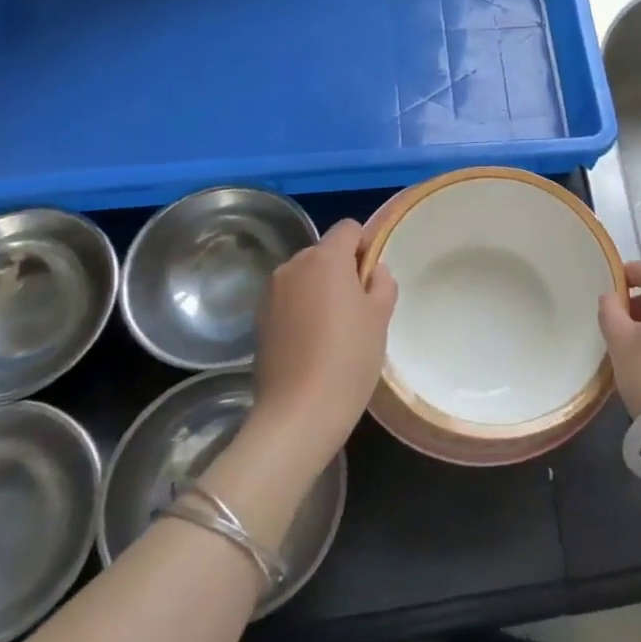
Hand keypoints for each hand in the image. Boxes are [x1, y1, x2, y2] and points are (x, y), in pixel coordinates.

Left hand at [248, 220, 396, 474]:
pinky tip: (311, 343)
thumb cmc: (349, 358)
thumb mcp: (381, 317)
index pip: (349, 228)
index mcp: (325, 258)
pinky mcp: (259, 319)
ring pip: (305, 276)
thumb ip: (382, 282)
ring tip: (334, 330)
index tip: (373, 280)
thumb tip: (372, 271)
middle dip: (342, 269)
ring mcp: (271, 293)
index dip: (365, 246)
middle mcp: (293, 266)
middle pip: (324, 252)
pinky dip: (302, 309)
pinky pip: (289, 299)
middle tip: (359, 309)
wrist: (298, 413)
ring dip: (320, 289)